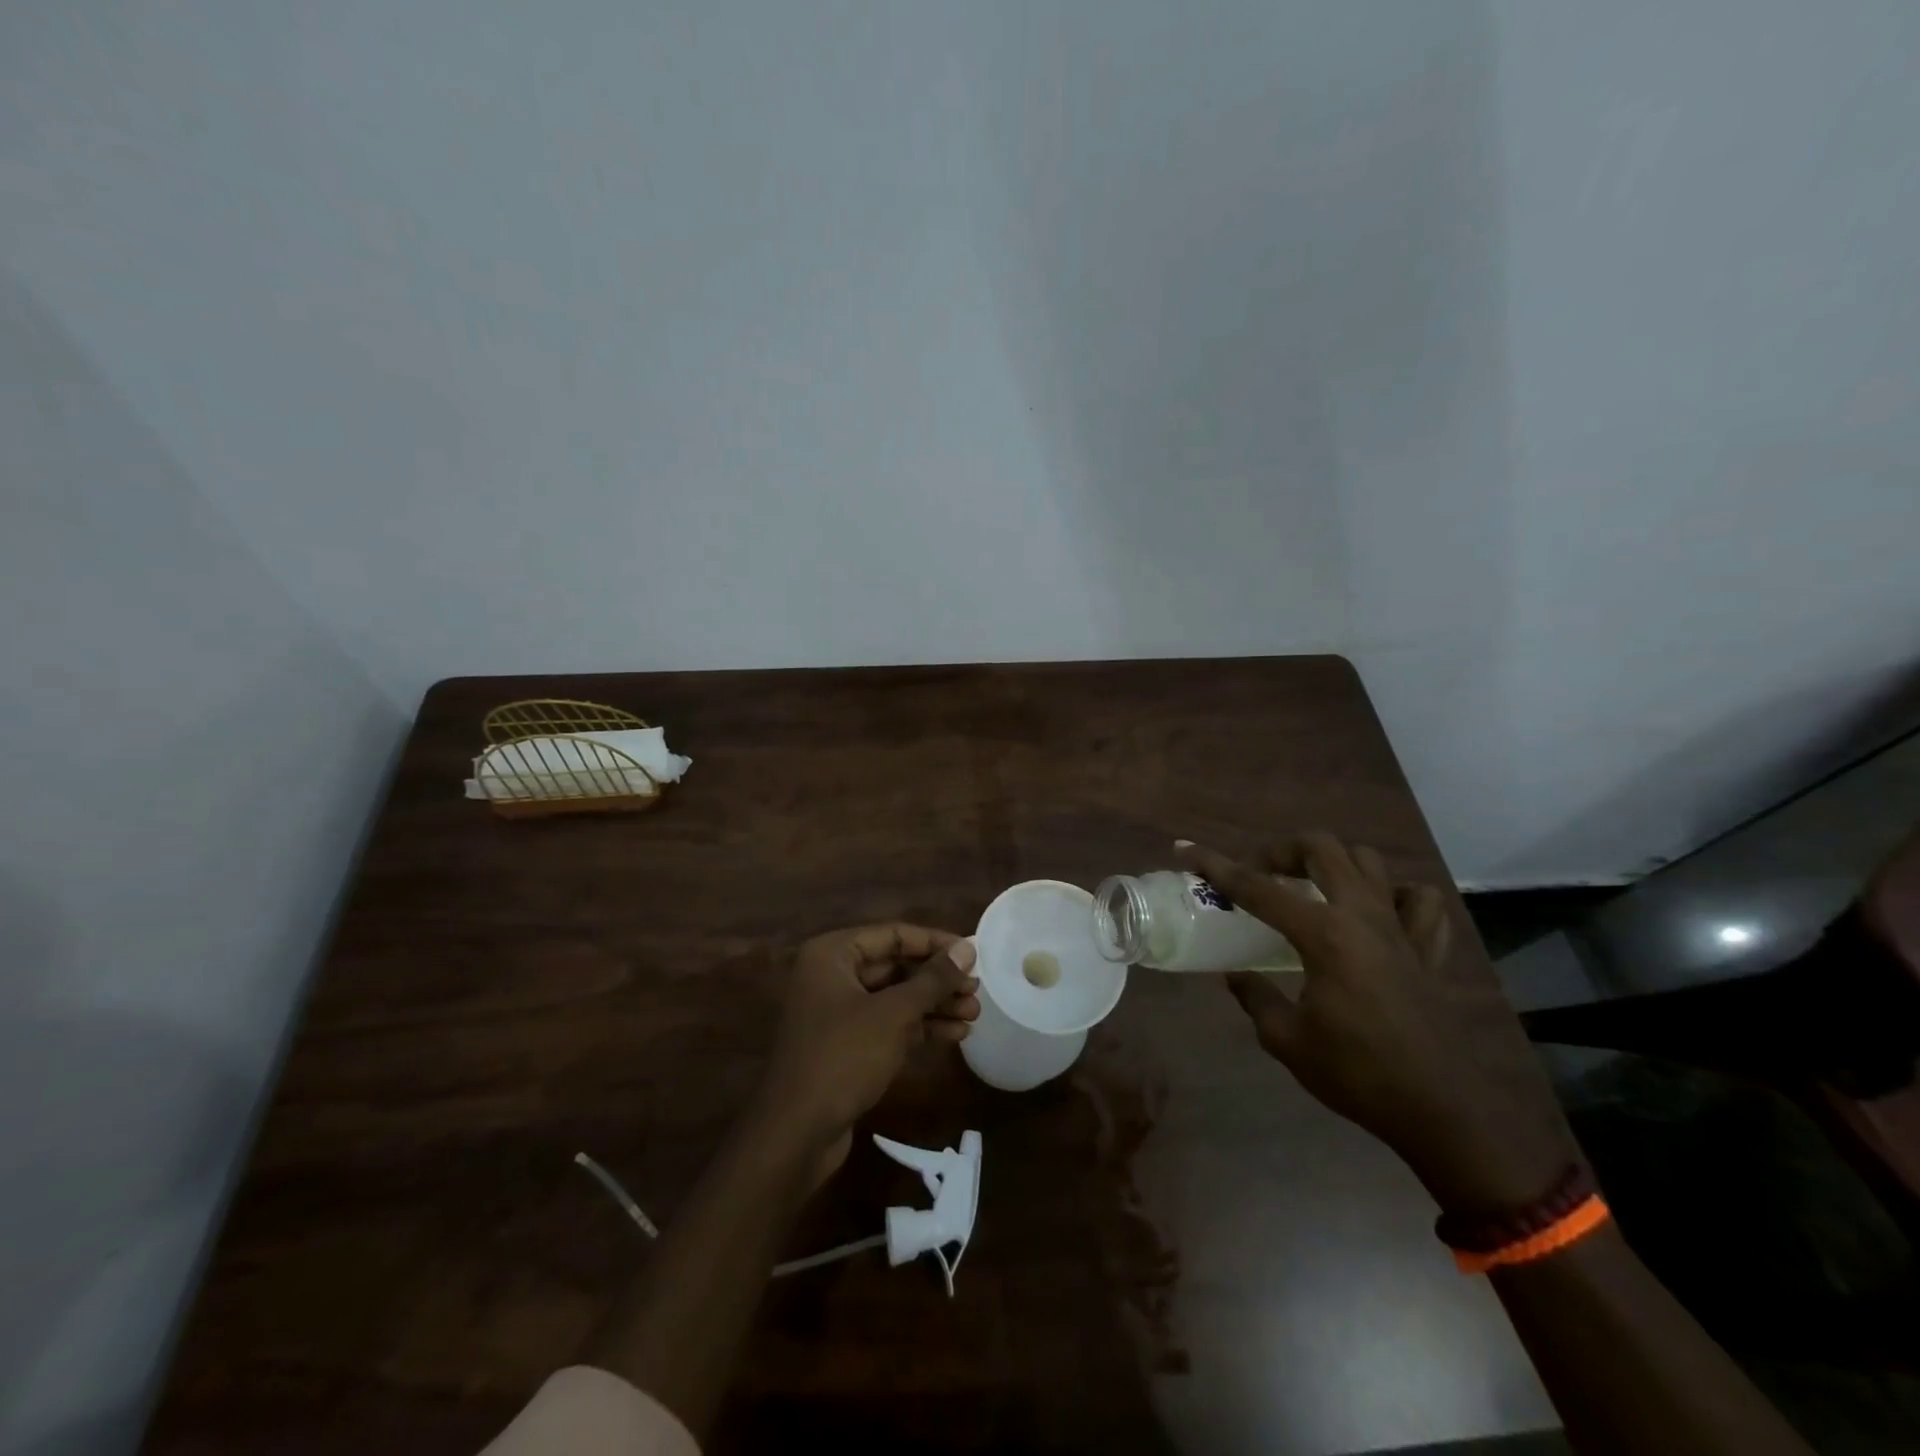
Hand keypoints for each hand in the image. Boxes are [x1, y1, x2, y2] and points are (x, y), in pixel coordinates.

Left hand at [753, 924, 979, 1181]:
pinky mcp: (846, 1045)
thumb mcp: (894, 1014)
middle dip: (938, 979)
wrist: (796, 1133)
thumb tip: (967, 949)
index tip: (973, 954)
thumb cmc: (843, 1057)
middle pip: (895, 966)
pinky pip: (888, 1024)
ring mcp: (837, 1012)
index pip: (893, 934)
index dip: (935, 943)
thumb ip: (932, 979)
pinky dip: (919, 1027)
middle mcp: (832, 976)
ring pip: (895, 997)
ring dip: (934, 1004)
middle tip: (977, 989)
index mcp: (832, 954)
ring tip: (974, 1013)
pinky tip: (956, 1034)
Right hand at [1177, 835, 1581, 1214]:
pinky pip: (1419, 901)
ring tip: (1313, 887)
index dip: (1216, 866)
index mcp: (1324, 935)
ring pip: (1370, 861)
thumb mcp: (1286, 1040)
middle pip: (1322, 848)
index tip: (1186, 849)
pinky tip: (1377, 912)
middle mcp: (1363, 917)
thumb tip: (1234, 975)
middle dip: (1282, 850)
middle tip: (1261, 874)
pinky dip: (1395, 895)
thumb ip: (1255, 997)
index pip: (1257, 888)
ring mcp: (1401, 929)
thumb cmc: (1357, 1074)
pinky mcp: (1428, 950)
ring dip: (1335, 863)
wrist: (1443, 1112)